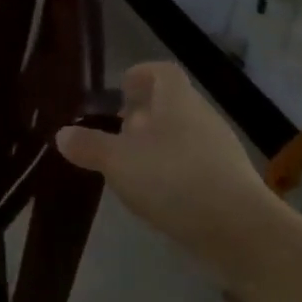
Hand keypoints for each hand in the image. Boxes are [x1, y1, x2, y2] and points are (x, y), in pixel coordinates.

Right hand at [55, 62, 272, 284]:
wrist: (239, 230)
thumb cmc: (173, 179)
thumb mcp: (119, 162)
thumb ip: (89, 146)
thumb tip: (62, 134)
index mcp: (177, 100)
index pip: (161, 72)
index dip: (141, 75)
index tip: (121, 89)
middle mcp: (202, 116)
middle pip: (172, 104)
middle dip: (144, 115)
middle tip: (118, 133)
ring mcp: (220, 149)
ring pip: (183, 135)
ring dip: (158, 146)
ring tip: (132, 168)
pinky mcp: (230, 181)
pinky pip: (196, 164)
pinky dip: (175, 171)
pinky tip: (159, 195)